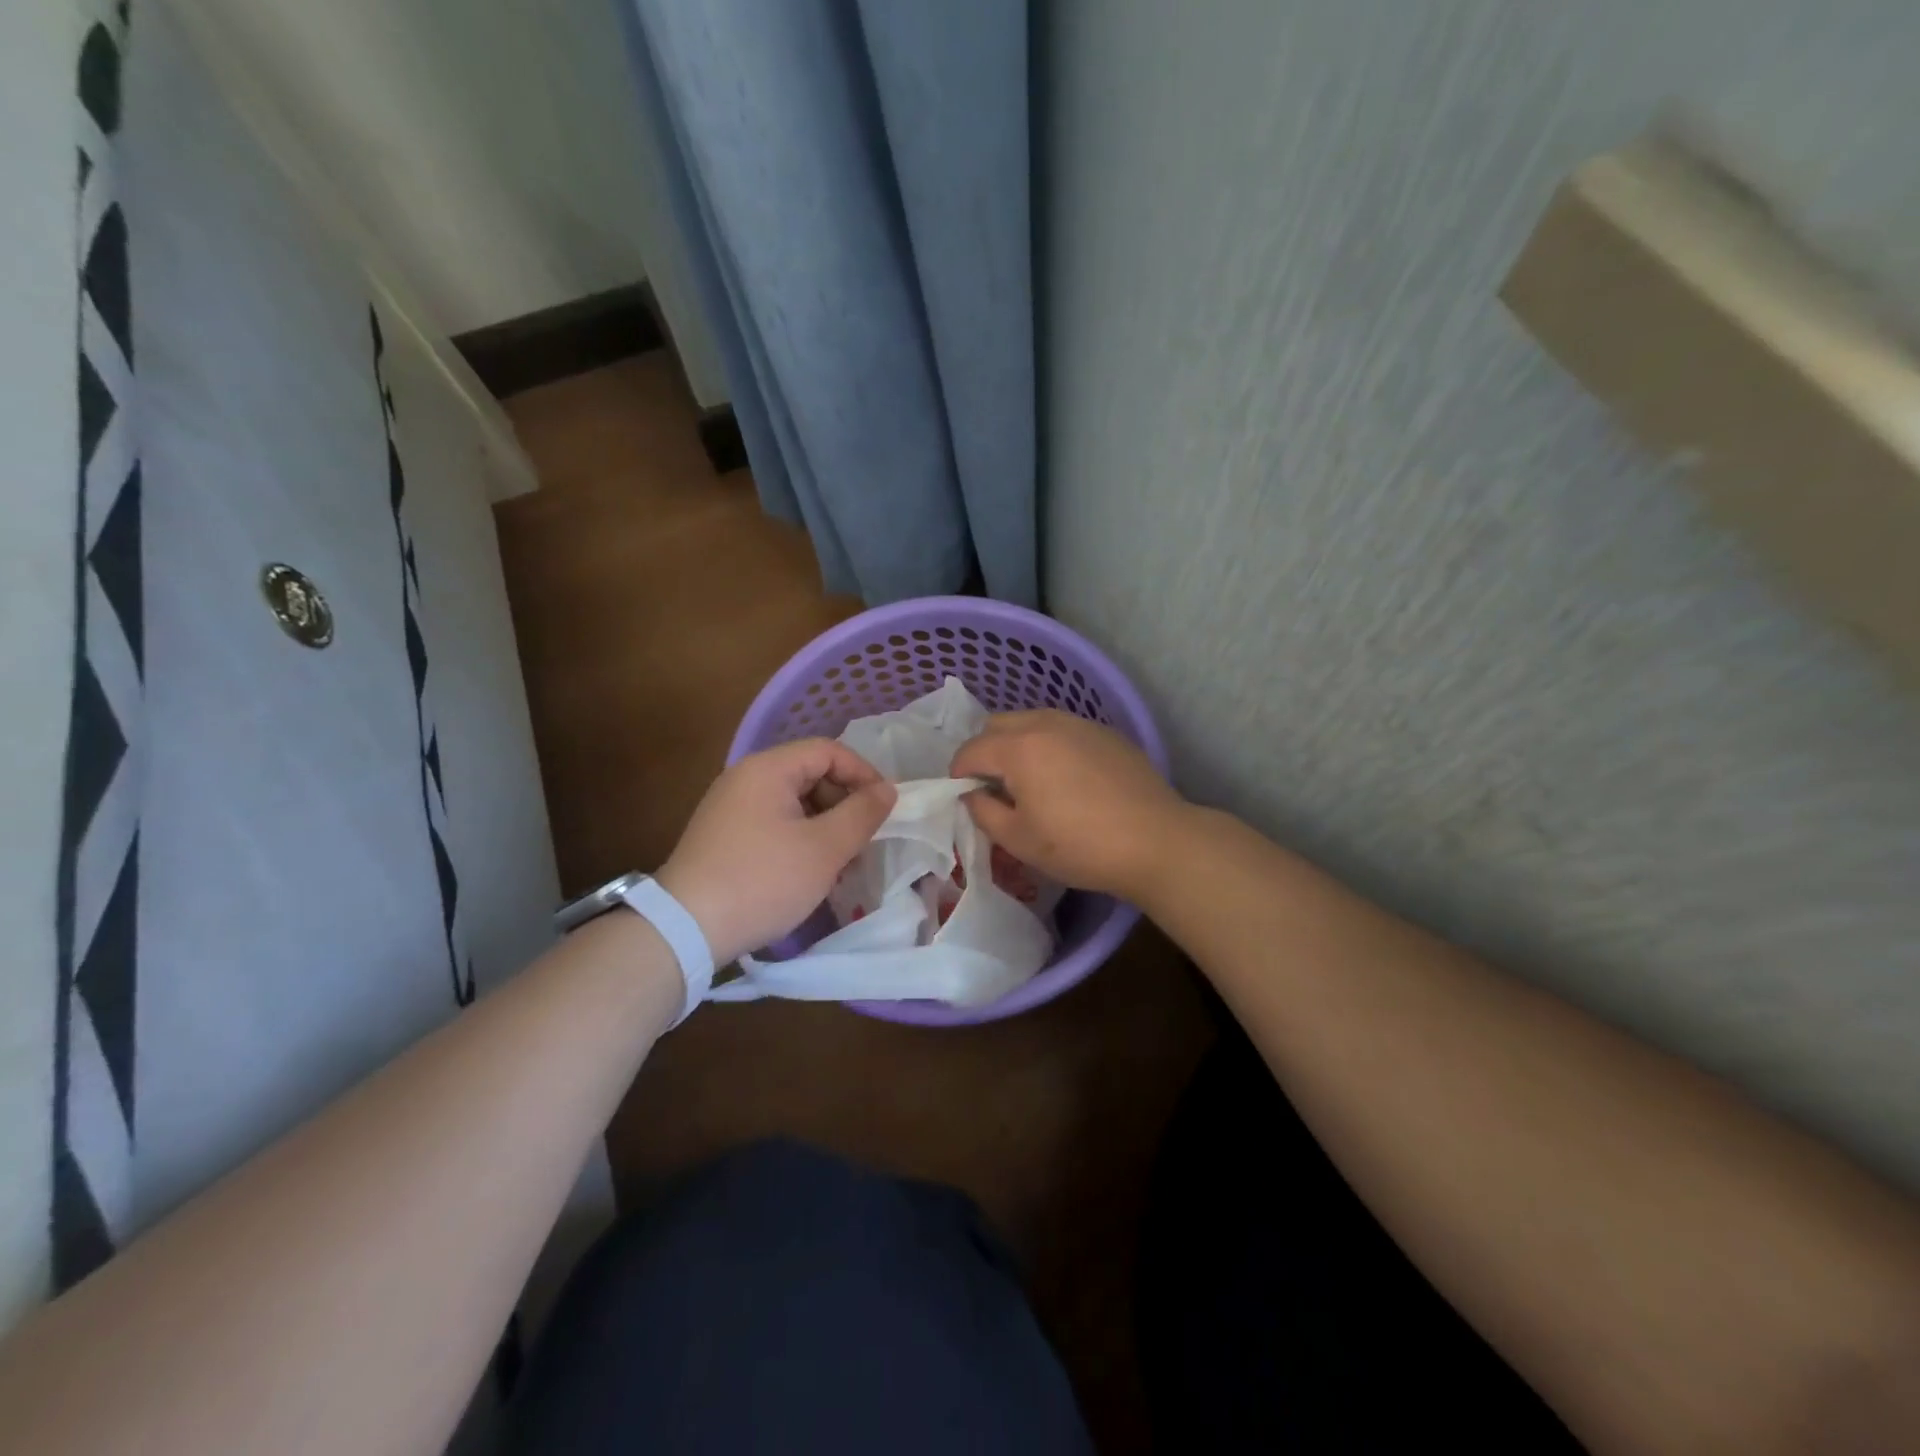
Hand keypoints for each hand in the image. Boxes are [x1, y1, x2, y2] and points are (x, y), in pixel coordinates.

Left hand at [656, 740, 895, 965]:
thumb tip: (888, 790)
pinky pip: (774, 823)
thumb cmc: (763, 880)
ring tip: (840, 863)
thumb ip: (862, 814)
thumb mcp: (824, 848)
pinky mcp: (724, 836)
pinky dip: (800, 839)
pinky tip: (810, 872)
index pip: (828, 751)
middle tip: (863, 840)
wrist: (685, 929)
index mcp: (767, 769)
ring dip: (825, 825)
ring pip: (794, 802)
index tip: (885, 808)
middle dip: (844, 803)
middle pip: (810, 774)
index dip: (863, 773)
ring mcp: (730, 807)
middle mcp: (745, 778)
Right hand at [950, 710, 1189, 901]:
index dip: (958, 776)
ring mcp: (1080, 724)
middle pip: (997, 725)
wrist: (1156, 842)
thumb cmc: (1080, 846)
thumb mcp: (1018, 840)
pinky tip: (1067, 780)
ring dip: (1017, 745)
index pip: (970, 750)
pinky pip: (1062, 730)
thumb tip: (973, 795)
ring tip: (1030, 783)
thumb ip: (983, 812)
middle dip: (985, 752)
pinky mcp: (1106, 733)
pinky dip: (1049, 746)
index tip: (966, 800)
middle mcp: (1046, 723)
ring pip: (1031, 722)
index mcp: (1019, 747)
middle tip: (995, 789)